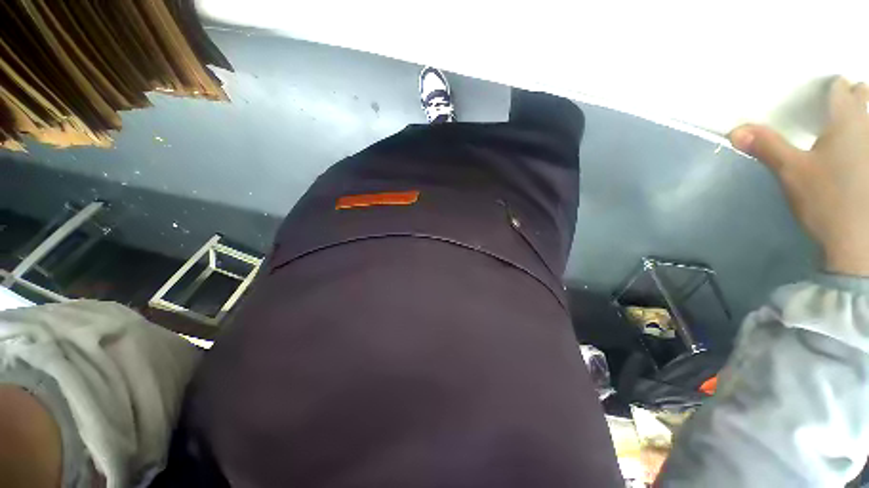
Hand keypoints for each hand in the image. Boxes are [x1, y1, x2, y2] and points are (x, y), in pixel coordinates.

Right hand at [729, 77, 868, 276]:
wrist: (859, 241)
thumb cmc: (827, 199)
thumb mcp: (791, 172)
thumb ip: (766, 146)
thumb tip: (734, 130)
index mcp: (848, 120)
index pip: (841, 89)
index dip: (830, 89)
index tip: (820, 96)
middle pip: (864, 98)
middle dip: (854, 97)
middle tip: (839, 105)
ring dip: (863, 117)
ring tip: (848, 131)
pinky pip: (868, 143)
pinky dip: (862, 142)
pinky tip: (854, 157)